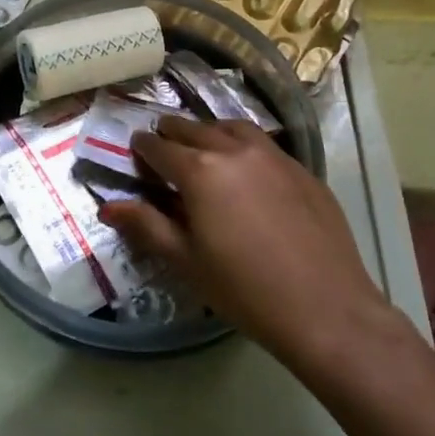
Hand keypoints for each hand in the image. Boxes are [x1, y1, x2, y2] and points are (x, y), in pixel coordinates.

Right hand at [99, 118, 408, 366]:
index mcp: (200, 170)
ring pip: (232, 127)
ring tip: (203, 149)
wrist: (326, 308)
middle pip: (194, 129)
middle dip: (172, 135)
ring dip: (209, 133)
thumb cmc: (244, 290)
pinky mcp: (303, 169)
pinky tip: (247, 171)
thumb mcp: (186, 261)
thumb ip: (146, 226)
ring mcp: (274, 156)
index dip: (142, 148)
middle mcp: (235, 150)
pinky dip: (243, 146)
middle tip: (163, 148)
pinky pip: (264, 145)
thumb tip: (108, 207)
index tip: (135, 152)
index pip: (160, 147)